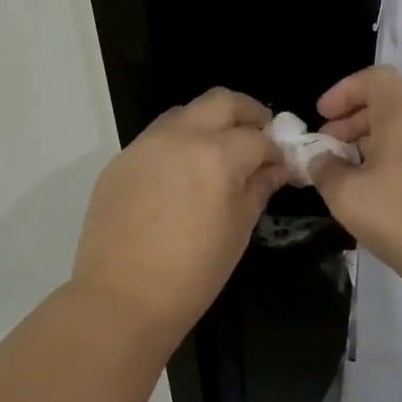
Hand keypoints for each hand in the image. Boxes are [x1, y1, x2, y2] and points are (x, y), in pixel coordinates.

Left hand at [71, 88, 286, 331]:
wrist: (121, 299)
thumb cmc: (193, 272)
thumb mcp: (238, 229)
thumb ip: (259, 187)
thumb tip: (275, 167)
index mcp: (216, 154)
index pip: (257, 138)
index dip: (276, 150)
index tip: (280, 165)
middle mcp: (180, 137)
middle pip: (221, 102)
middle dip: (247, 113)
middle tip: (258, 135)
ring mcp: (145, 144)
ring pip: (186, 113)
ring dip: (209, 123)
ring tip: (219, 153)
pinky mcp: (121, 160)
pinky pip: (157, 137)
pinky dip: (179, 143)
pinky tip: (182, 174)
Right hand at [309, 66, 401, 292]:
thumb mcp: (346, 194)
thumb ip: (324, 169)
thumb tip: (319, 158)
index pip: (375, 77)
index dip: (344, 90)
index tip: (321, 116)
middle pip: (387, 102)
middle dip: (351, 119)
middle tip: (326, 146)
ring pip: (400, 129)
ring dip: (367, 142)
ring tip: (342, 172)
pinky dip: (387, 159)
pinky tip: (370, 192)